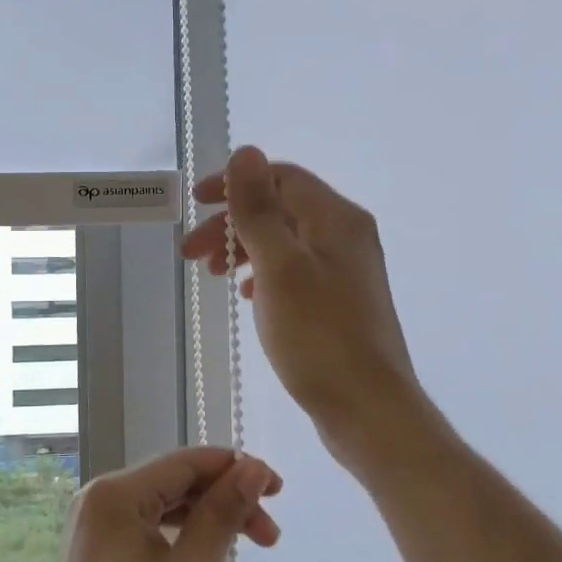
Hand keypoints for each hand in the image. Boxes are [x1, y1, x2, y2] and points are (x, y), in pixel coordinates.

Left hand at [42, 448, 280, 561]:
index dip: (236, 468)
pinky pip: (145, 527)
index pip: (186, 462)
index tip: (278, 489)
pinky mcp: (94, 552)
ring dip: (207, 518)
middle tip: (270, 533)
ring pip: (162, 505)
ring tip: (249, 545)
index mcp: (116, 494)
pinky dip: (181, 535)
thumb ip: (222, 514)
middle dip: (225, 499)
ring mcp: (92, 526)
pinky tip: (205, 555)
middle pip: (175, 482)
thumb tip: (253, 468)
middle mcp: (98, 498)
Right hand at [181, 146, 423, 458]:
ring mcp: (345, 270)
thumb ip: (259, 209)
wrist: (368, 409)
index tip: (196, 205)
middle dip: (231, 223)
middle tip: (192, 254)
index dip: (234, 184)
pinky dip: (264, 274)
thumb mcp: (280, 267)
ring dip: (244, 249)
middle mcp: (345, 236)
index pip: (280, 178)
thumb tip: (246, 152)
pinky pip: (294, 271)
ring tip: (213, 274)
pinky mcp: (340, 302)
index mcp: (335, 219)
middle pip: (280, 209)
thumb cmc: (319, 337)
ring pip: (284, 241)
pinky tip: (247, 296)